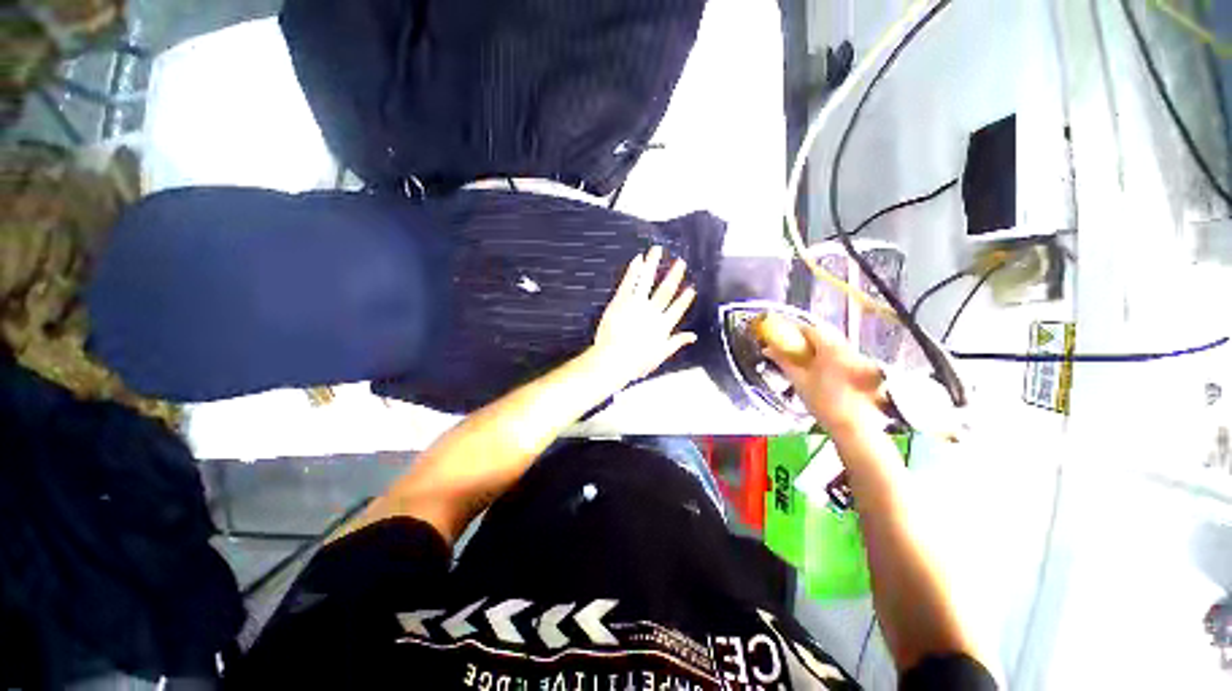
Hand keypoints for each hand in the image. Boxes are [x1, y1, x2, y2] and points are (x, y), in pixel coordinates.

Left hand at [589, 246, 696, 390]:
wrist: (613, 360)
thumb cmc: (635, 362)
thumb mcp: (660, 356)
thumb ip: (676, 343)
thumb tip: (693, 337)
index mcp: (663, 326)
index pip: (677, 309)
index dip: (685, 299)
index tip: (691, 288)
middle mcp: (652, 312)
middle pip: (666, 291)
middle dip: (674, 276)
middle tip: (680, 262)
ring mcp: (636, 304)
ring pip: (647, 280)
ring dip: (653, 264)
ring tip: (657, 250)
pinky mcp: (621, 301)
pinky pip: (629, 282)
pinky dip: (634, 270)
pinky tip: (638, 259)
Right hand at [762, 320, 886, 434]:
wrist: (855, 427)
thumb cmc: (824, 402)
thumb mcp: (799, 380)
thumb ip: (783, 361)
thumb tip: (767, 349)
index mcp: (830, 347)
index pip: (808, 329)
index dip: (792, 330)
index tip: (779, 336)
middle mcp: (846, 347)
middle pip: (821, 335)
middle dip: (803, 340)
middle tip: (787, 349)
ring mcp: (857, 357)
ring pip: (831, 345)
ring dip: (814, 348)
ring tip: (799, 360)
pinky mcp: (862, 369)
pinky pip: (839, 355)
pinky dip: (826, 357)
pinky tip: (817, 370)